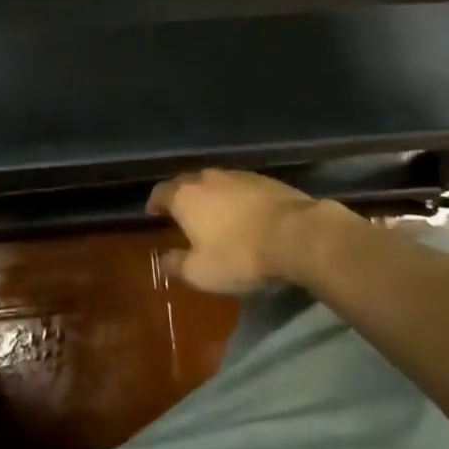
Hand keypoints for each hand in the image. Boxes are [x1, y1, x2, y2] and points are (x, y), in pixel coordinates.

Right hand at [146, 168, 318, 293]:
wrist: (295, 234)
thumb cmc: (239, 255)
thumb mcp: (201, 272)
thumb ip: (176, 265)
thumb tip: (163, 260)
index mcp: (185, 196)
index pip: (161, 192)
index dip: (155, 203)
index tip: (153, 214)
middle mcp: (208, 178)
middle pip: (187, 183)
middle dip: (182, 198)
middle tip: (183, 216)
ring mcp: (238, 175)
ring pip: (215, 183)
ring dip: (211, 197)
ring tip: (214, 216)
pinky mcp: (264, 179)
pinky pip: (240, 187)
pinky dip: (236, 199)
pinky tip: (244, 215)